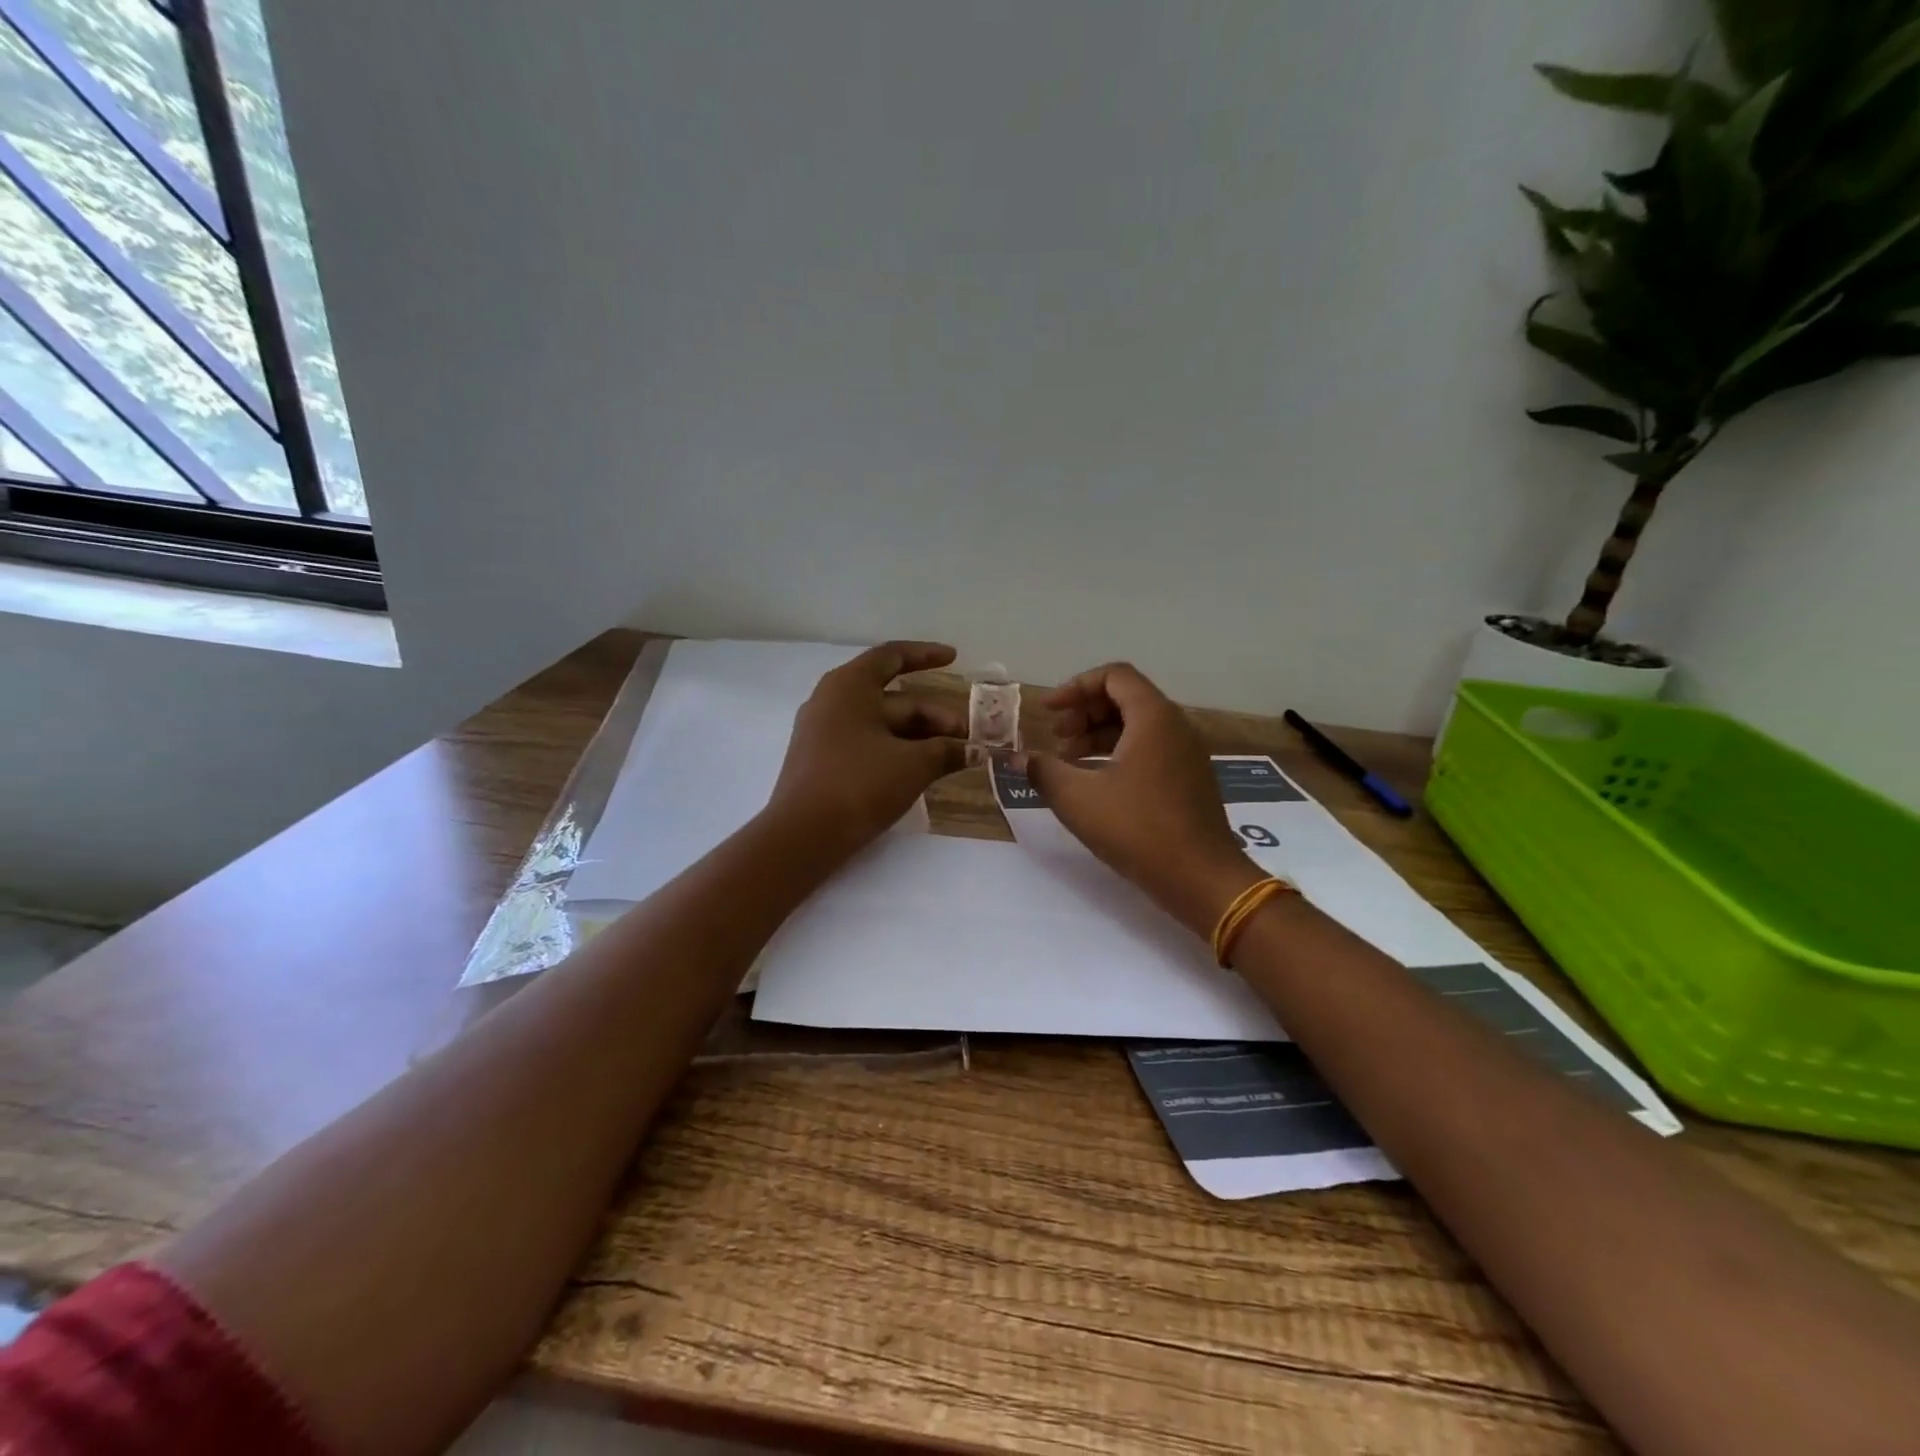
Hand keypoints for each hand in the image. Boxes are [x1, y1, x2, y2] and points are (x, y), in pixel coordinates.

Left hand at [767, 641, 968, 858]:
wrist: (803, 836)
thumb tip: (975, 751)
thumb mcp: (913, 764)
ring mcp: (824, 733)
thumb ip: (947, 752)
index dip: (925, 655)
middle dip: (934, 716)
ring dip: (919, 737)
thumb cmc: (859, 784)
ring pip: (882, 726)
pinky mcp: (822, 762)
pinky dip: (897, 751)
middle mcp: (833, 701)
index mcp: (849, 686)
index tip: (954, 658)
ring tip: (952, 757)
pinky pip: (867, 745)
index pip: (892, 656)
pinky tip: (921, 770)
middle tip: (968, 738)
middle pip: (893, 699)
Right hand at [1023, 663, 1262, 935]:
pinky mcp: (1189, 780)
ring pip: (1137, 726)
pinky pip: (1149, 749)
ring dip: (1098, 735)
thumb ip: (1043, 770)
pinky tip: (1095, 783)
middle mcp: (1175, 727)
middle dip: (1084, 712)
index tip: (1048, 711)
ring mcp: (1186, 754)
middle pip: (1125, 698)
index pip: (1114, 676)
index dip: (1075, 687)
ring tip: (1068, 762)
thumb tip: (1017, 758)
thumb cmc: (1137, 829)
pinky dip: (1118, 753)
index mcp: (1153, 717)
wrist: (1201, 878)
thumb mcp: (1077, 798)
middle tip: (1055, 738)